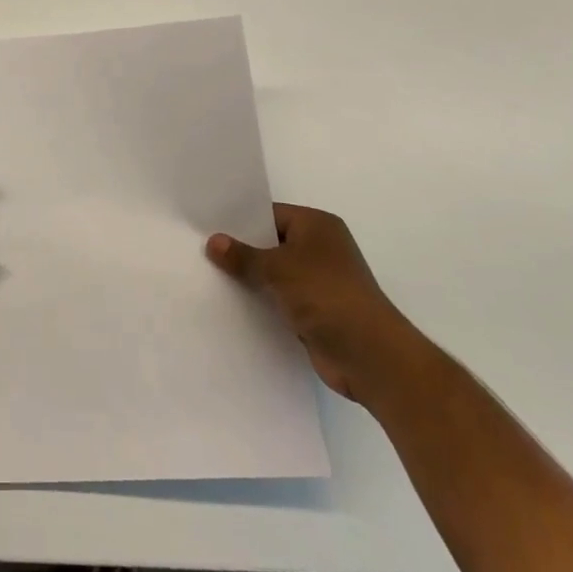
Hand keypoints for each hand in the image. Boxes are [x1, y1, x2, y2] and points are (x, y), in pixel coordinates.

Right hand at [207, 203, 430, 404]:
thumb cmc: (327, 296)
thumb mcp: (278, 268)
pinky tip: (233, 304)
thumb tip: (213, 242)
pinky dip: (263, 302)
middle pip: (271, 244)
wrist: (371, 357)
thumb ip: (243, 256)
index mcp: (317, 226)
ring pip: (275, 274)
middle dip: (242, 250)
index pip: (270, 214)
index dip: (240, 221)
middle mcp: (321, 249)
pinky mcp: (316, 312)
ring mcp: (319, 282)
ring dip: (251, 279)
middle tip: (202, 251)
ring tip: (210, 277)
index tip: (208, 226)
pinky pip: (280, 299)